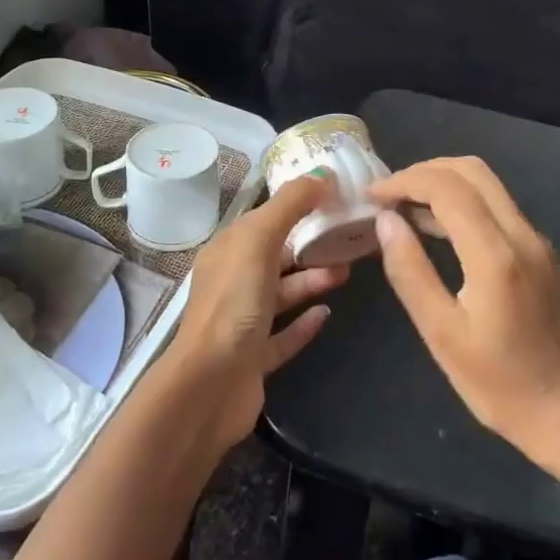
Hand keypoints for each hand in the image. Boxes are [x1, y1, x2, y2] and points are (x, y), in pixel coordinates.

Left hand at [164, 173, 349, 453]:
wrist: (211, 385)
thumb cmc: (234, 303)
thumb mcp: (259, 240)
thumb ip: (290, 205)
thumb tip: (321, 173)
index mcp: (228, 250)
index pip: (264, 219)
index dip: (296, 205)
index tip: (334, 198)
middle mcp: (233, 282)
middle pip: (276, 255)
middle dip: (309, 245)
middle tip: (348, 238)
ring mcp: (243, 322)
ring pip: (283, 293)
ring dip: (312, 281)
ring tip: (346, 272)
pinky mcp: (255, 357)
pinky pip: (284, 334)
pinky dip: (305, 322)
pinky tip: (327, 314)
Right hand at [370, 157, 559, 454]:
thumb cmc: (498, 383)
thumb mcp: (441, 333)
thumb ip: (410, 271)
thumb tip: (386, 220)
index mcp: (495, 254)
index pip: (446, 187)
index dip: (403, 182)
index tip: (371, 196)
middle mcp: (521, 234)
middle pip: (470, 171)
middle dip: (423, 172)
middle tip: (387, 195)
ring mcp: (535, 241)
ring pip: (486, 184)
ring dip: (442, 183)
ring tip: (401, 208)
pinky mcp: (540, 253)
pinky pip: (497, 206)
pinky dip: (462, 201)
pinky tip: (435, 227)